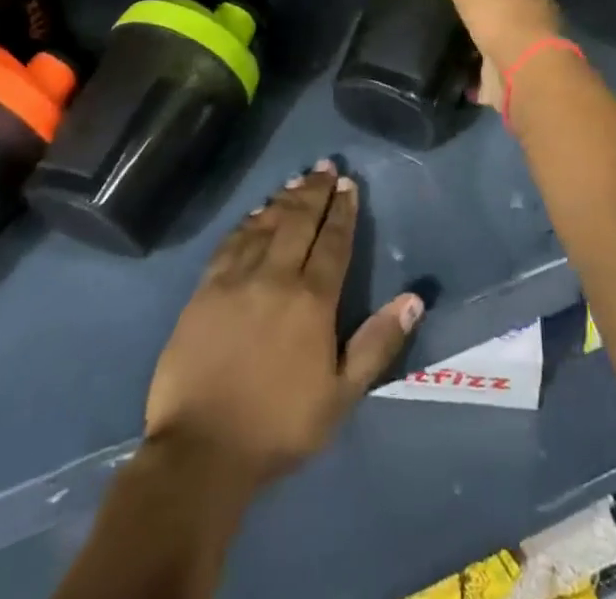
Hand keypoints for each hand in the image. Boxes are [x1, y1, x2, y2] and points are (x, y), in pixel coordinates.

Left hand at [143, 161, 423, 489]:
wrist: (201, 449)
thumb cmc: (278, 426)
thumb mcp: (340, 395)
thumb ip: (377, 343)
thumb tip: (414, 299)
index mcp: (312, 300)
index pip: (333, 242)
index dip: (343, 210)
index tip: (349, 184)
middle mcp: (276, 276)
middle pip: (299, 221)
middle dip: (315, 191)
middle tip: (325, 166)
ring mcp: (237, 278)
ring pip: (265, 224)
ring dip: (284, 199)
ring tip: (297, 180)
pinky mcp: (206, 288)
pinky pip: (231, 242)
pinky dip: (248, 222)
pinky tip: (255, 212)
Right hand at [395, 0, 561, 114]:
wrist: (523, 73)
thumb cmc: (503, 13)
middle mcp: (535, 7)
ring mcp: (526, 41)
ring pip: (506, 25)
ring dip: (487, 23)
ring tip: (455, 17)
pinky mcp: (513, 69)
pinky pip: (490, 62)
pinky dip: (474, 63)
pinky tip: (453, 57)